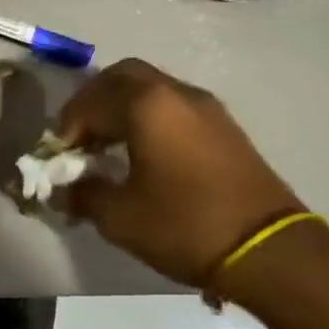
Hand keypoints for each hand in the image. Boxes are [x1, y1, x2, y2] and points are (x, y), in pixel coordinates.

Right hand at [57, 59, 302, 286]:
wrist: (269, 251)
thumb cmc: (184, 225)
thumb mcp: (119, 216)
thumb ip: (83, 195)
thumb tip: (63, 191)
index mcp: (145, 105)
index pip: (90, 102)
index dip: (67, 128)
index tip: (59, 158)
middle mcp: (175, 93)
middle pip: (121, 77)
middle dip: (93, 102)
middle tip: (80, 137)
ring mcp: (206, 108)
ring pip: (150, 89)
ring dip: (122, 109)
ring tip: (108, 148)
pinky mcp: (225, 127)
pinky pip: (173, 106)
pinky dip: (149, 118)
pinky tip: (143, 154)